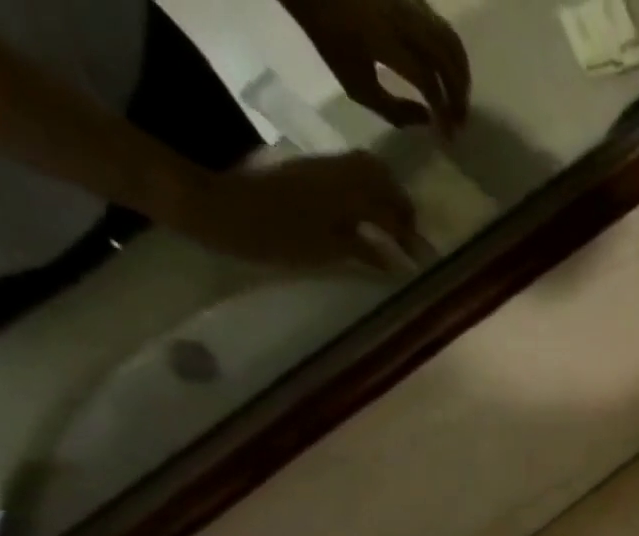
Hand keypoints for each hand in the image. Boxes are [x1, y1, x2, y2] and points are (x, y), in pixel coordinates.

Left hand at [174, 153, 423, 270]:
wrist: (215, 208)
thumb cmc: (275, 235)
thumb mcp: (327, 251)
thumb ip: (365, 252)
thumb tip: (398, 262)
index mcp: (347, 191)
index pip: (392, 207)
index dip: (411, 233)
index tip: (422, 258)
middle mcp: (336, 173)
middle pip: (379, 176)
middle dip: (399, 205)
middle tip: (408, 237)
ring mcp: (318, 170)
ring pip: (363, 173)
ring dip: (381, 199)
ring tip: (389, 232)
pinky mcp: (303, 176)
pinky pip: (345, 179)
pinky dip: (362, 198)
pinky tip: (363, 223)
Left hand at [287, 0, 470, 134]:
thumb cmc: (330, 37)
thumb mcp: (356, 86)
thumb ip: (395, 111)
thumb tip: (428, 119)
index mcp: (385, 41)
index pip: (428, 83)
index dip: (443, 112)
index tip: (448, 135)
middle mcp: (403, 20)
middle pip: (447, 62)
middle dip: (459, 96)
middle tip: (460, 121)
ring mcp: (409, 4)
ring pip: (451, 42)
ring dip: (461, 75)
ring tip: (459, 98)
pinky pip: (442, 28)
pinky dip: (452, 54)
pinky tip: (450, 72)